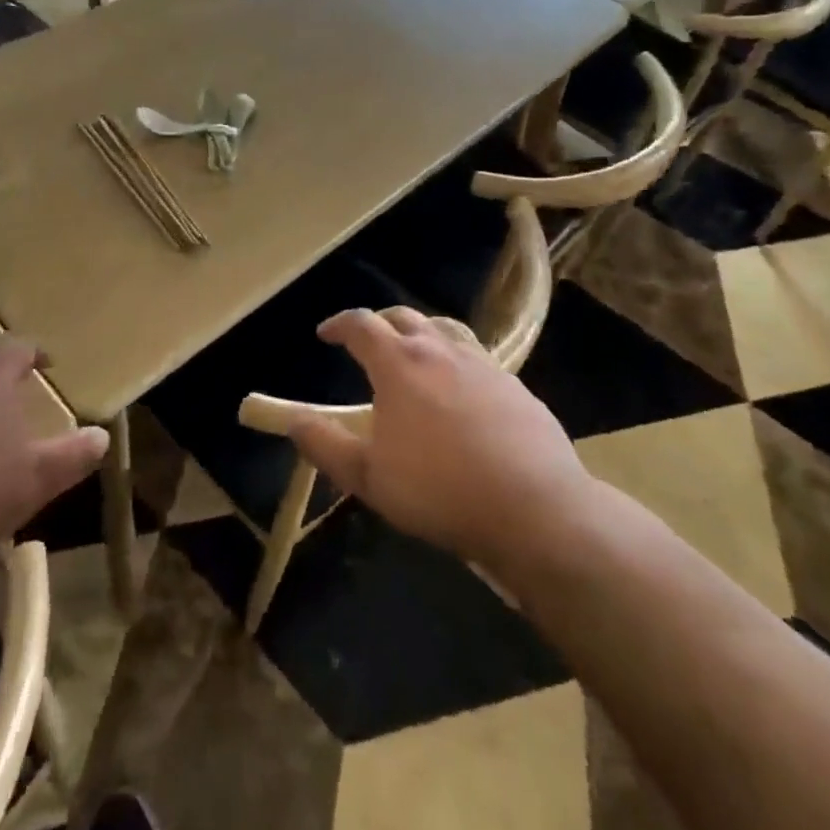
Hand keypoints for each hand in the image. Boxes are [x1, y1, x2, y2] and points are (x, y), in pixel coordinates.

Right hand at [285, 307, 594, 574]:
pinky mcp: (516, 386)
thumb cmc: (440, 490)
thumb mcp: (368, 477)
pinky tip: (460, 391)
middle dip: (378, 323)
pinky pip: (477, 358)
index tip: (325, 335)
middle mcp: (440, 350)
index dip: (339, 324)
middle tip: (366, 342)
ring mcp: (483, 364)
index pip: (361, 324)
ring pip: (444, 330)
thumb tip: (292, 420)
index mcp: (399, 363)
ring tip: (413, 354)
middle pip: (403, 317)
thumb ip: (324, 444)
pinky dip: (456, 360)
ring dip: (420, 333)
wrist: (537, 511)